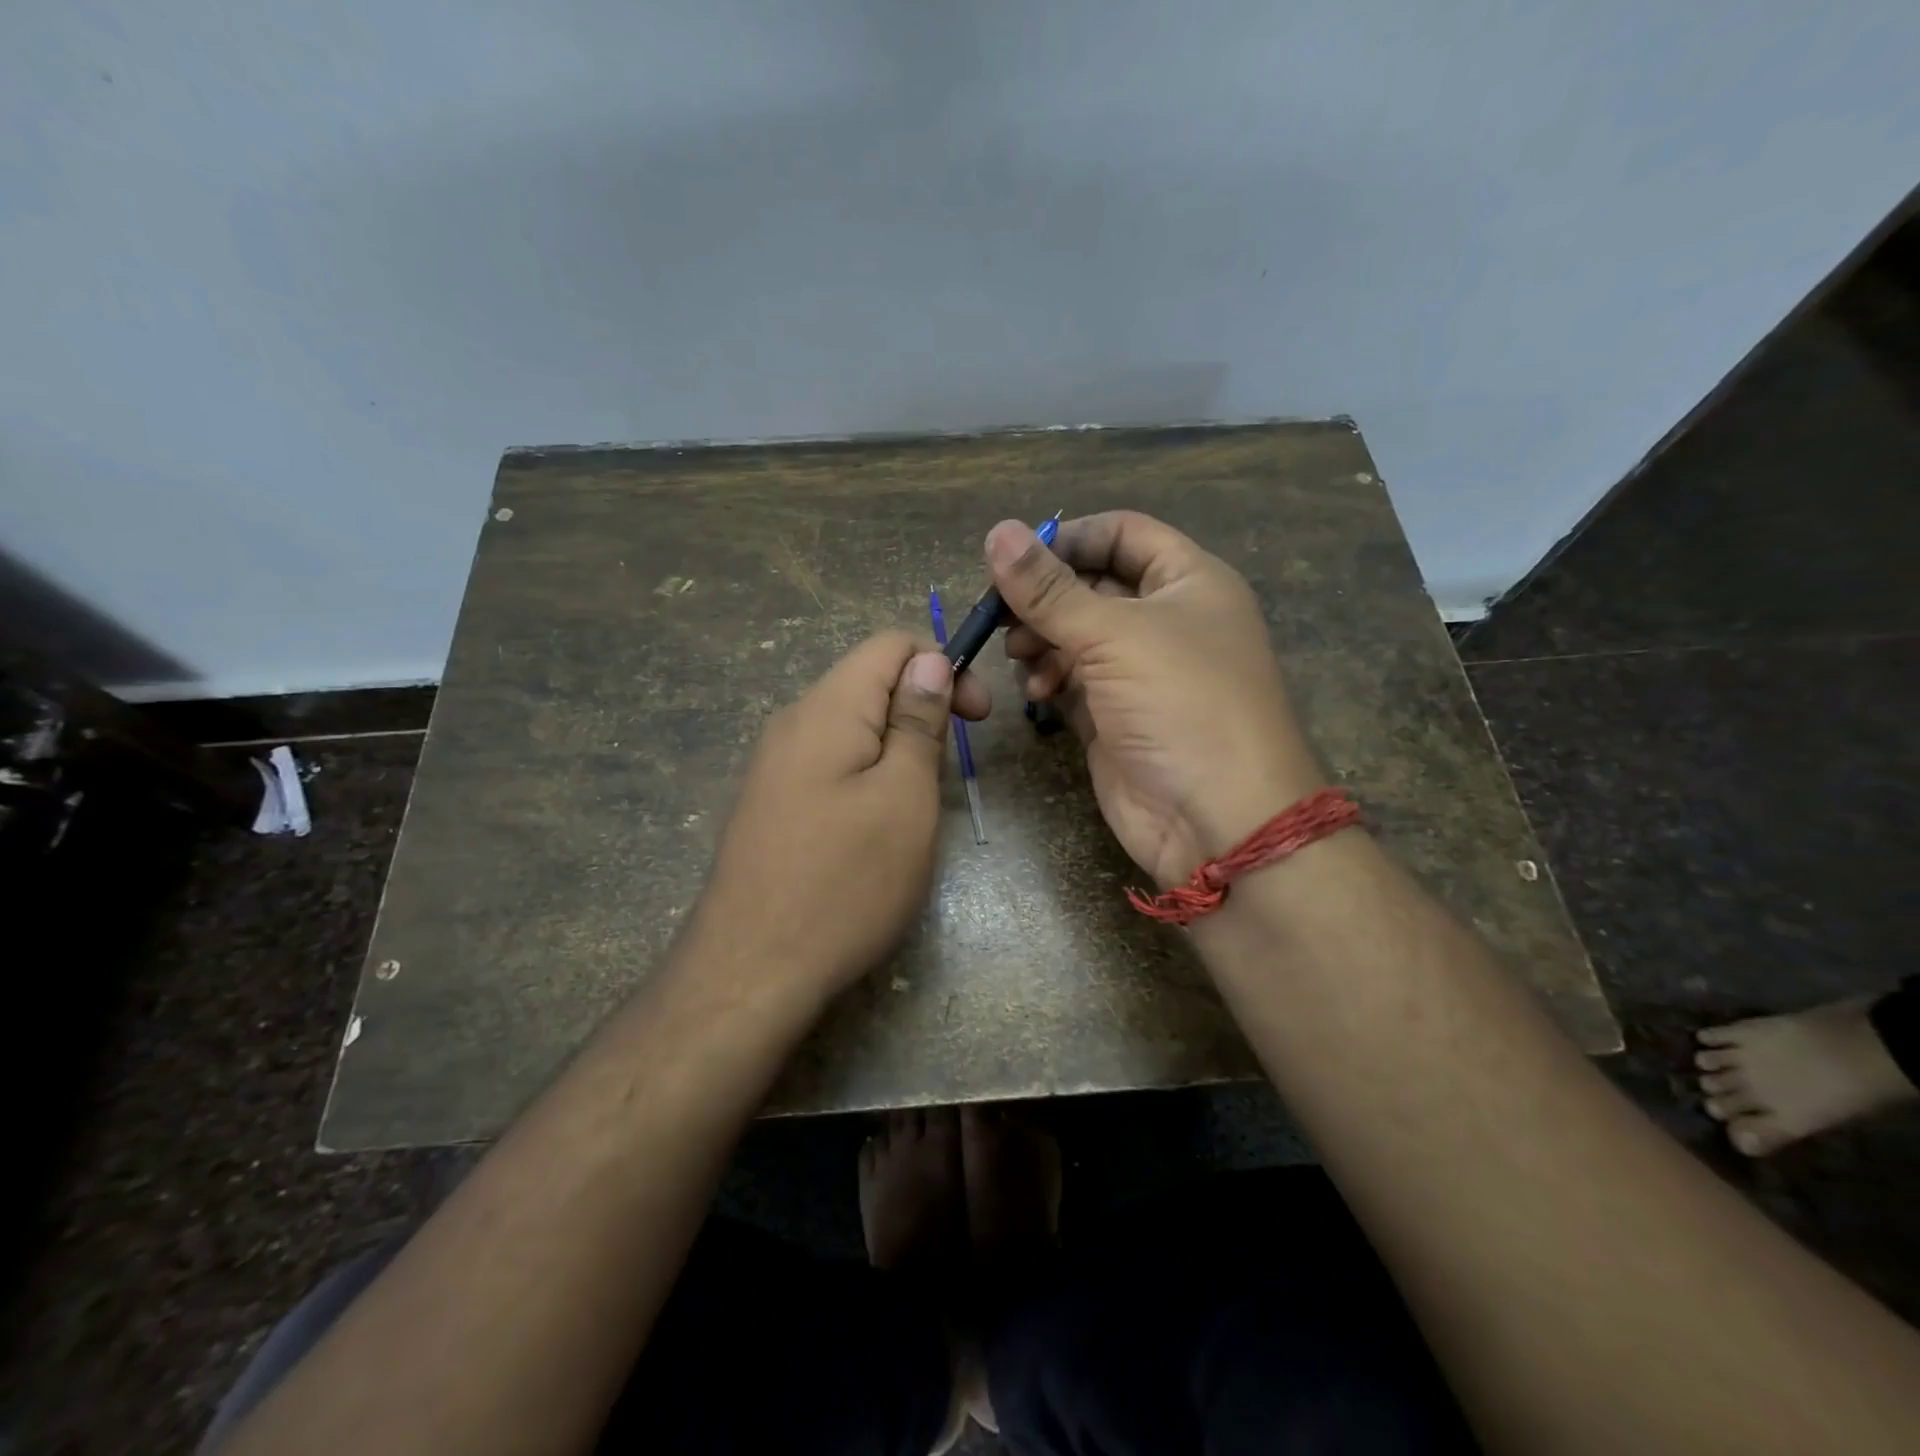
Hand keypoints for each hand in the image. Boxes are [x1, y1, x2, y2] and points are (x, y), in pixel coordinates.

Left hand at [692, 631, 990, 1001]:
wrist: (751, 971)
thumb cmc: (845, 881)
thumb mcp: (904, 796)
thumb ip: (917, 721)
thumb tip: (928, 660)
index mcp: (826, 708)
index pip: (890, 644)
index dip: (942, 665)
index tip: (978, 718)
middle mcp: (792, 723)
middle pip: (869, 684)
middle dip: (923, 710)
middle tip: (950, 771)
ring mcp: (774, 766)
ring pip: (852, 728)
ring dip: (897, 749)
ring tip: (917, 806)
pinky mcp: (771, 804)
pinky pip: (829, 765)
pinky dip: (867, 777)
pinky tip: (875, 828)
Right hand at [989, 511, 1322, 886]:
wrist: (1217, 819)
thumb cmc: (1181, 704)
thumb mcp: (1114, 634)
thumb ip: (1049, 589)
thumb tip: (997, 532)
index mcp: (1187, 582)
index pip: (1123, 534)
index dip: (1070, 538)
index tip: (1017, 559)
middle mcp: (1166, 620)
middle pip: (1091, 585)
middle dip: (1045, 597)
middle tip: (1000, 614)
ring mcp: (1140, 672)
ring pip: (1076, 636)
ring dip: (1042, 639)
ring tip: (1020, 655)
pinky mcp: (1115, 716)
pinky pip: (1073, 681)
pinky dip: (1050, 679)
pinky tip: (1037, 692)